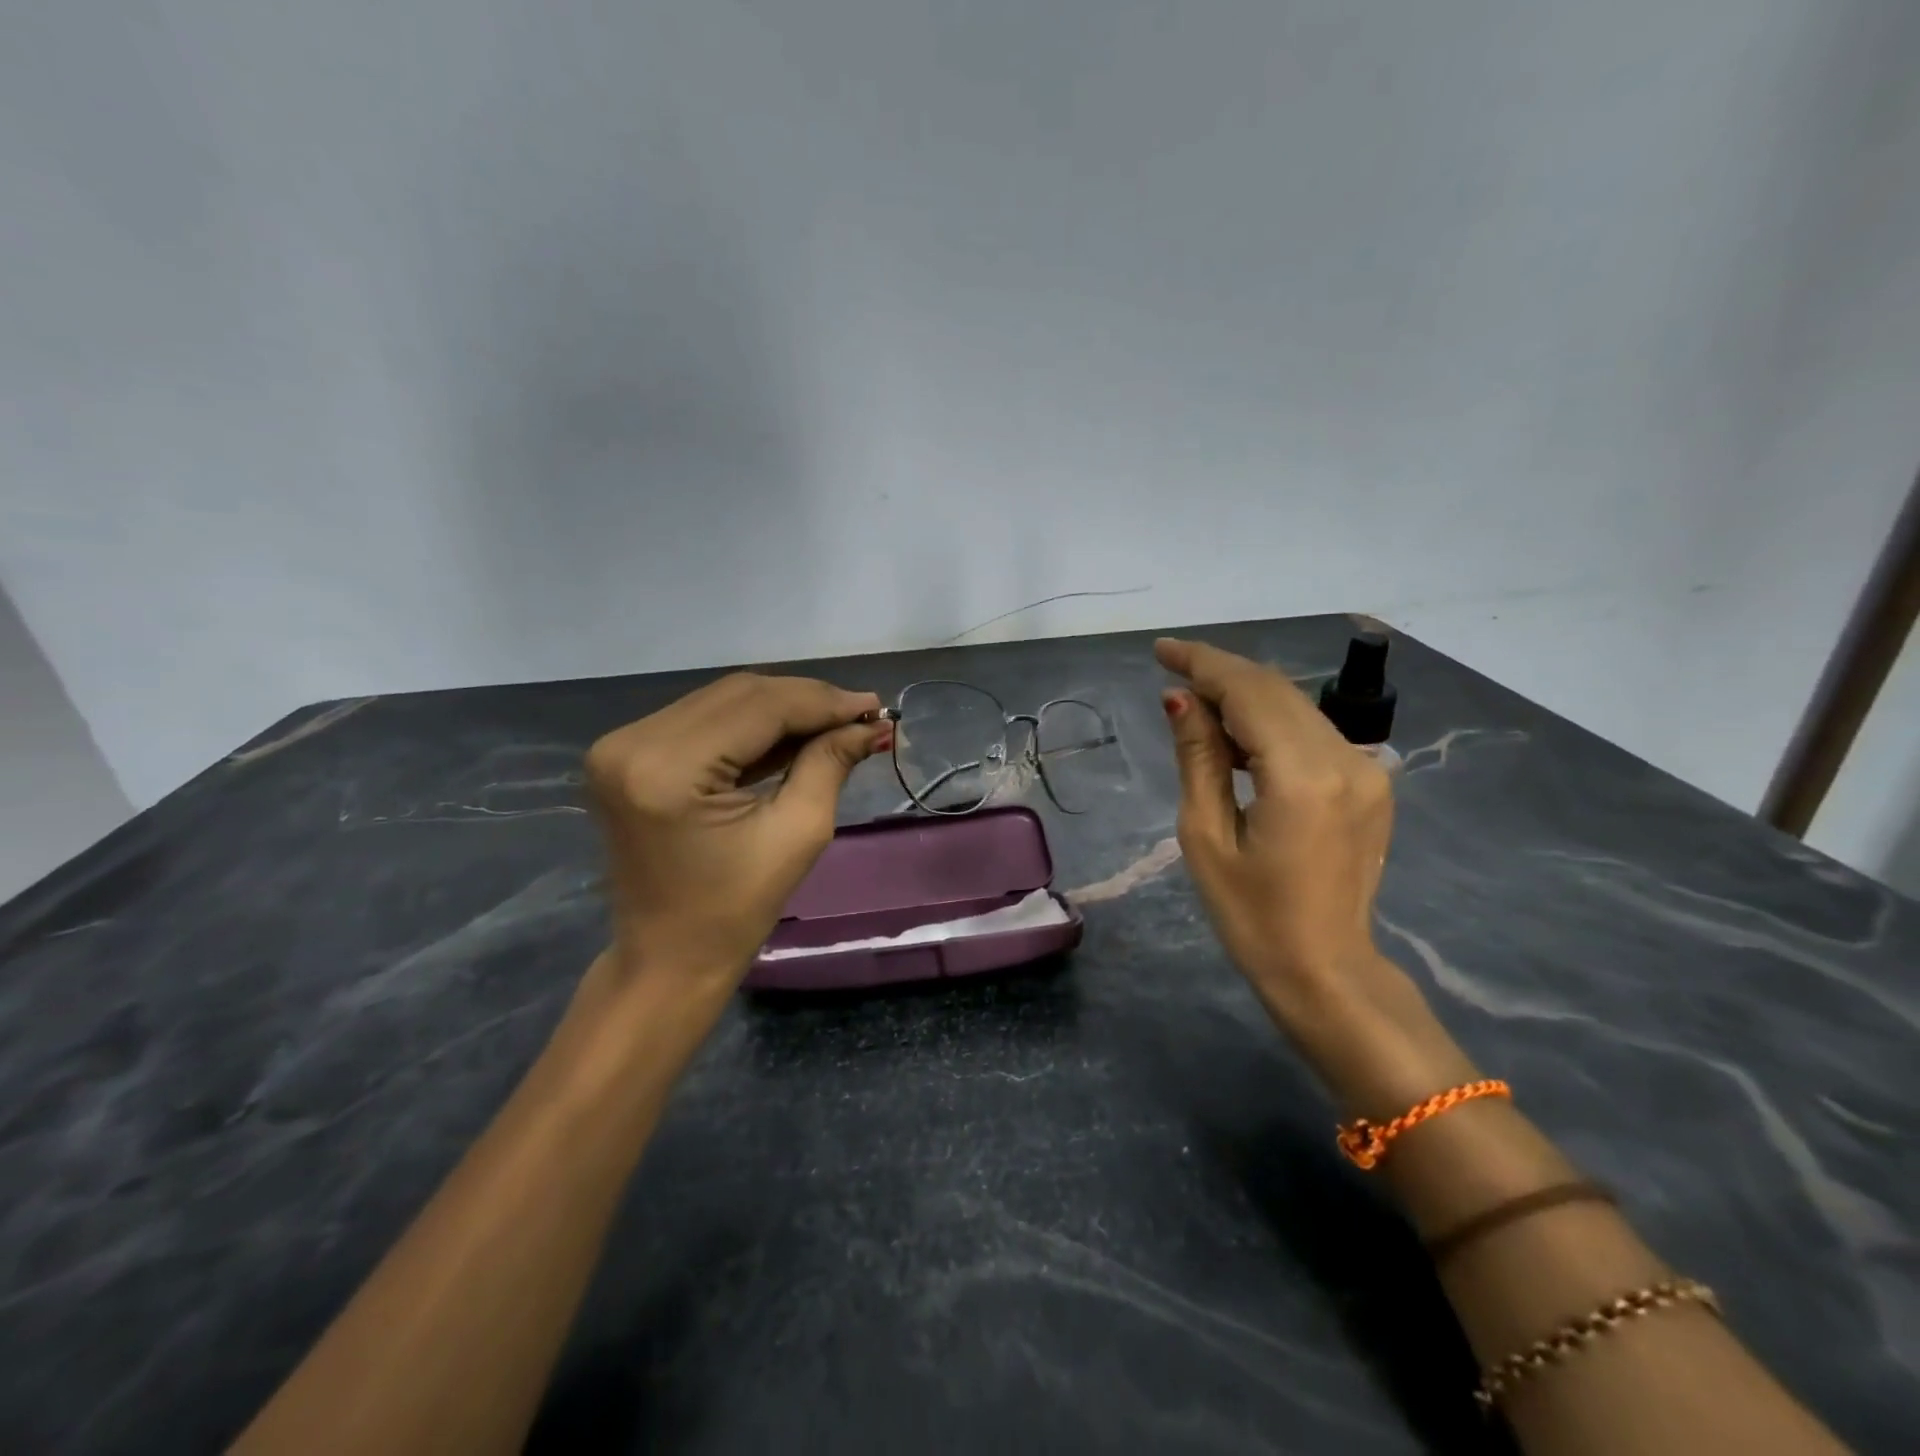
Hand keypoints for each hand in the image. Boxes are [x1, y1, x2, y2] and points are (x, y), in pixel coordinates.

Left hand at [584, 673, 890, 990]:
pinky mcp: (628, 753)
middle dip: (807, 700)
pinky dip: (752, 723)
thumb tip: (869, 723)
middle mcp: (633, 742)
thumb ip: (830, 764)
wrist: (667, 959)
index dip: (824, 702)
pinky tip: (795, 733)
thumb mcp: (798, 834)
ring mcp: (623, 744)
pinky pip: (704, 719)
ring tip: (836, 722)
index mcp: (668, 769)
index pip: (760, 707)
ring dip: (783, 707)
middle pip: (740, 694)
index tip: (876, 706)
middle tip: (861, 714)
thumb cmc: (735, 911)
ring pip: (724, 700)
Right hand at [1154, 637, 1394, 1009]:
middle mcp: (1346, 760)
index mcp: (1303, 777)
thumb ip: (1198, 758)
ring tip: (1196, 707)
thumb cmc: (1252, 917)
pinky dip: (1270, 723)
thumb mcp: (1206, 837)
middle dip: (1221, 675)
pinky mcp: (1371, 784)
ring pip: (1296, 706)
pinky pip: (1312, 732)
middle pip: (1276, 691)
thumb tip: (1179, 699)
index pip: (1249, 692)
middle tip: (1171, 673)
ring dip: (1244, 697)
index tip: (1161, 651)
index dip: (1203, 663)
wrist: (1326, 971)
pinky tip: (1237, 738)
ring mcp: (1368, 771)